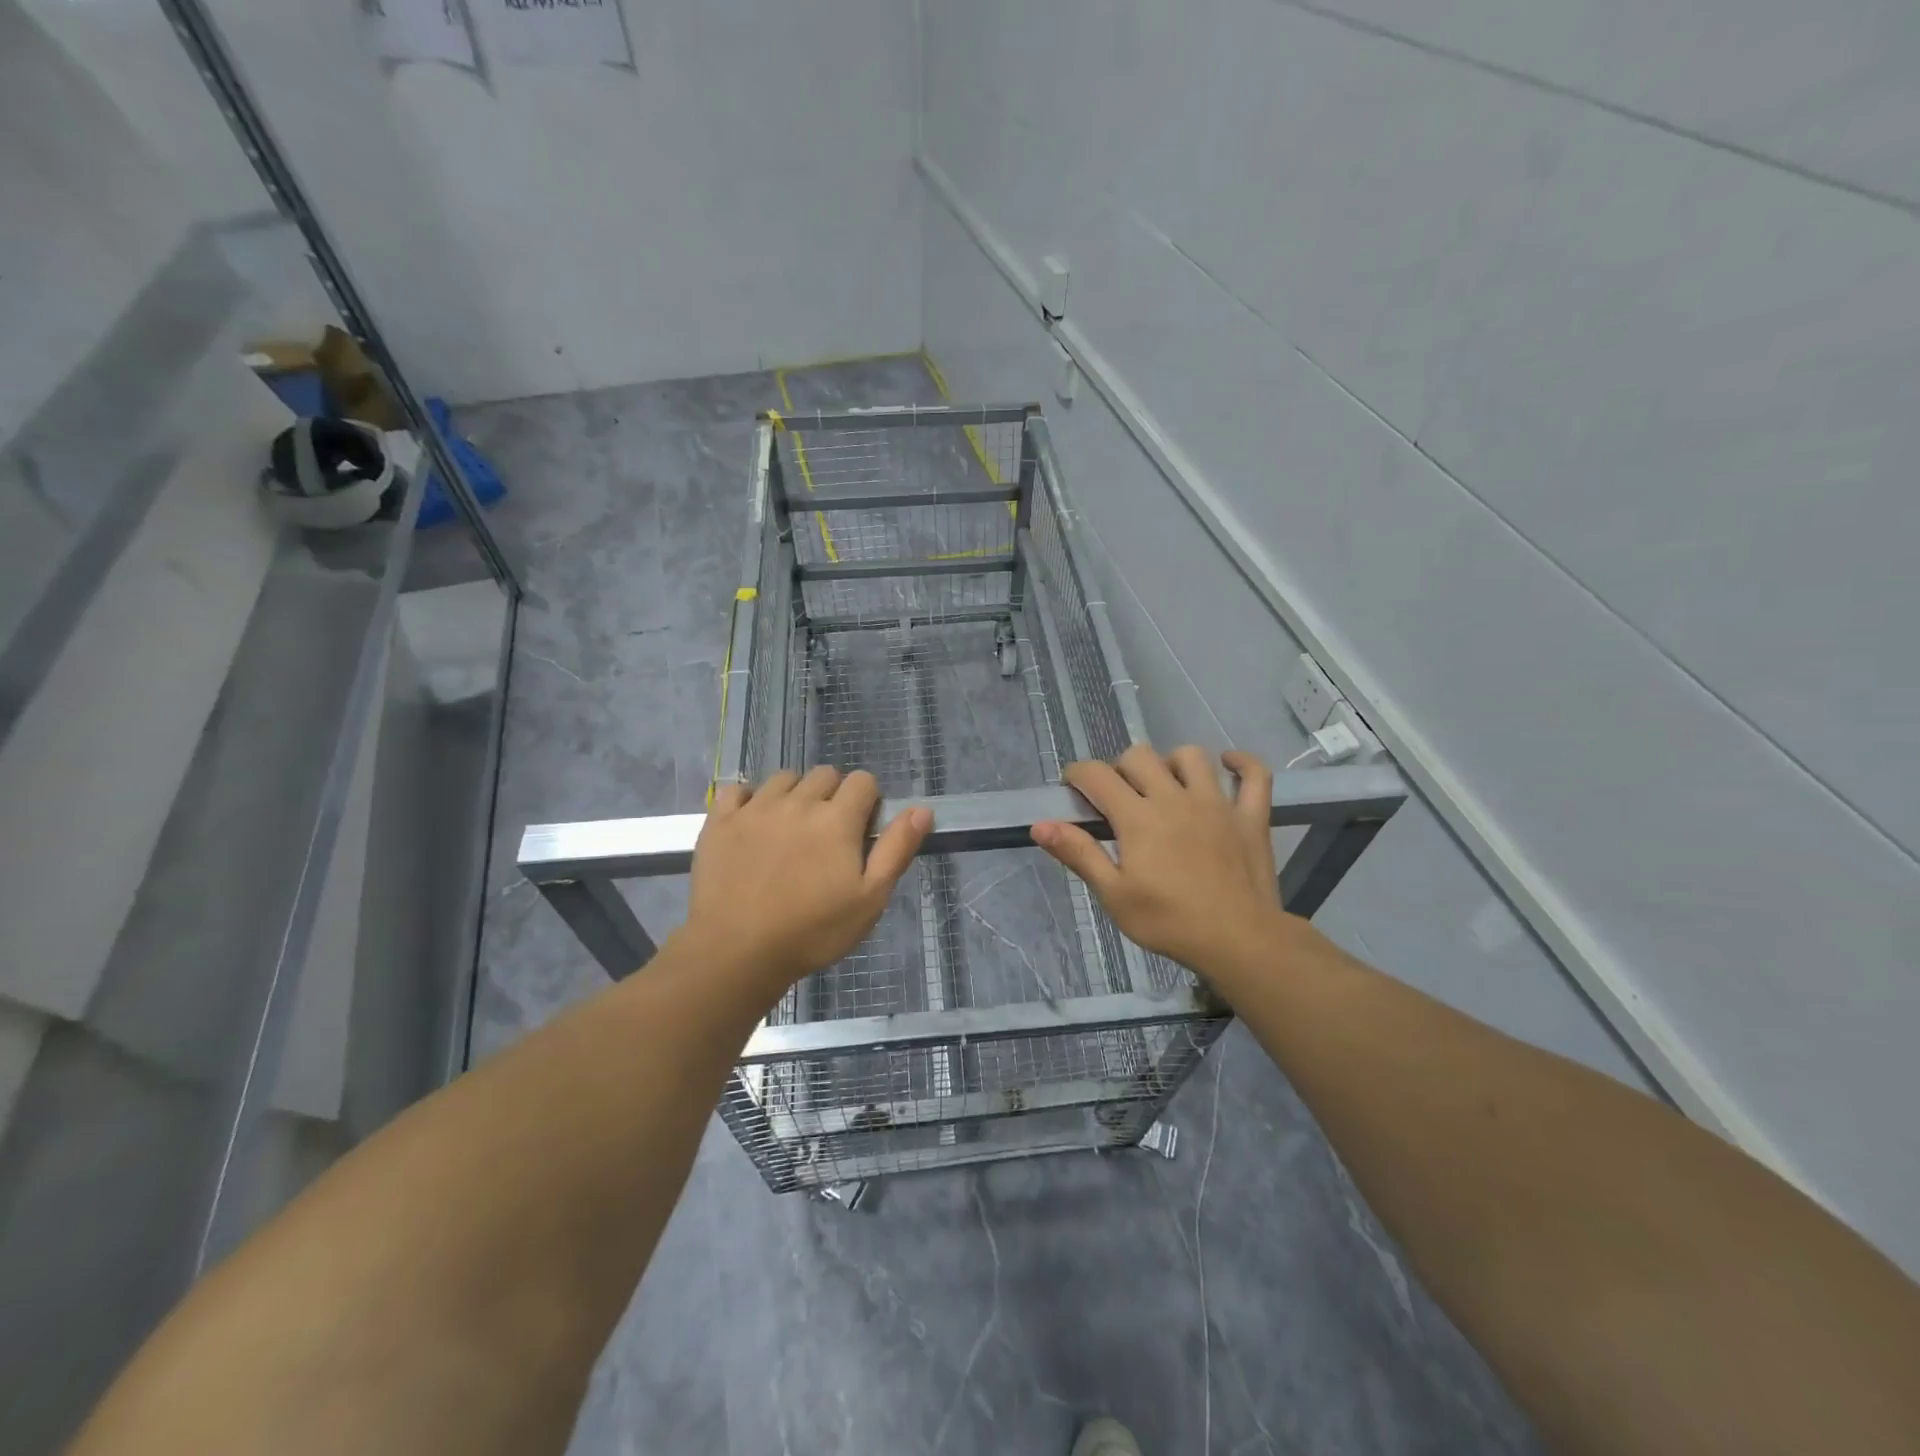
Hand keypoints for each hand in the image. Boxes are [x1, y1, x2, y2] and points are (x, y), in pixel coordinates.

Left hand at [681, 766, 930, 995]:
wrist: (736, 953)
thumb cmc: (812, 931)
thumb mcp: (870, 899)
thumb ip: (896, 849)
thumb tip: (922, 809)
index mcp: (837, 818)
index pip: (863, 781)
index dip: (868, 801)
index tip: (861, 831)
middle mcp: (797, 801)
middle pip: (825, 774)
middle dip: (833, 795)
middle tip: (827, 835)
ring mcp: (755, 808)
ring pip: (784, 778)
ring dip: (794, 794)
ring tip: (791, 829)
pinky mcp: (720, 821)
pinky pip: (737, 789)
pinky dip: (749, 799)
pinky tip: (753, 824)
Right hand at [1031, 745, 1284, 971]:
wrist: (1240, 941)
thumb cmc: (1169, 922)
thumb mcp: (1114, 895)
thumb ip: (1078, 853)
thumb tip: (1039, 825)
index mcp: (1138, 817)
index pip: (1097, 775)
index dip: (1078, 774)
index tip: (1073, 788)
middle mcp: (1174, 798)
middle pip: (1140, 757)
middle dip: (1120, 769)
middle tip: (1118, 798)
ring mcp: (1217, 803)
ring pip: (1191, 756)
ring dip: (1172, 763)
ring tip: (1166, 786)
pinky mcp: (1250, 816)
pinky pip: (1255, 775)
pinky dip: (1243, 763)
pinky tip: (1228, 765)